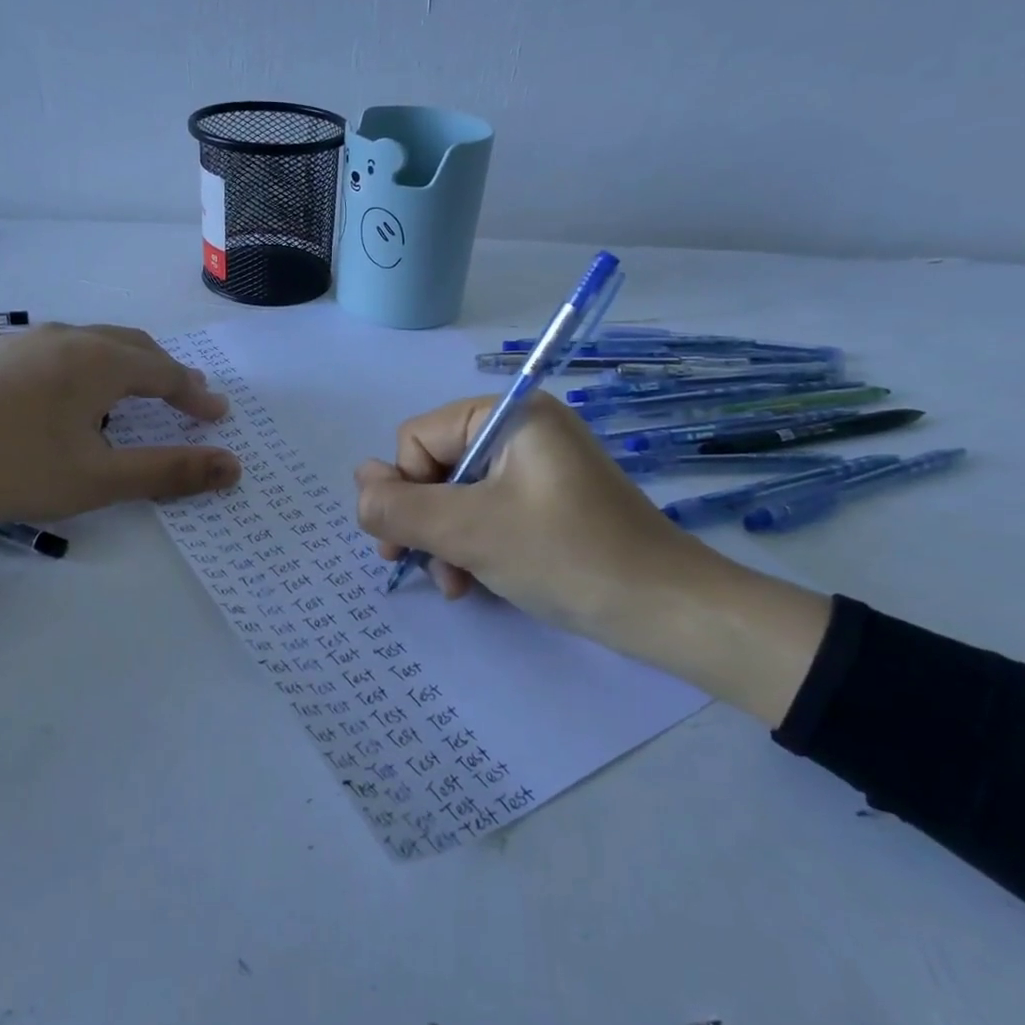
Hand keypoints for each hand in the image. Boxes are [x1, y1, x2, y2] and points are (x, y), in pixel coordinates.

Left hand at [0, 322, 239, 523]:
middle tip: (186, 398)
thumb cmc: (9, 468)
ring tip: (132, 397)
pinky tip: (67, 401)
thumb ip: (169, 471)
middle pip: (132, 346)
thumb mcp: (98, 479)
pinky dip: (85, 371)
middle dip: (165, 372)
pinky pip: (57, 354)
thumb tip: (233, 467)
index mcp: (99, 361)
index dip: (196, 396)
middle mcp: (65, 338)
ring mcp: (22, 342)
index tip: (218, 416)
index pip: (165, 372)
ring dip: (124, 368)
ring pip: (91, 345)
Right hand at [353, 392, 831, 725]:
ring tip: (456, 585)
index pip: (417, 439)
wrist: (666, 609)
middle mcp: (522, 429)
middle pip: (436, 466)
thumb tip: (358, 482)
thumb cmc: (565, 557)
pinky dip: (474, 545)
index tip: (401, 546)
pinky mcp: (549, 502)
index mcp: (508, 415)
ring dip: (445, 541)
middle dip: (424, 521)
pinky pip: (489, 512)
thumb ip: (399, 506)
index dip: (403, 491)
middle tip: (424, 570)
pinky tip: (475, 583)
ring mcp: (538, 467)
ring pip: (459, 495)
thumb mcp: (468, 531)